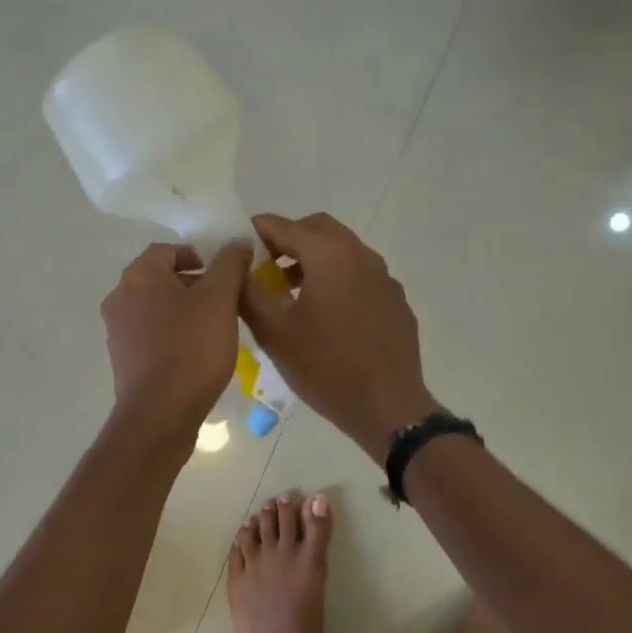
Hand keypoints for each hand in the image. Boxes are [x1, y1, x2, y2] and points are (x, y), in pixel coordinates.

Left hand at [101, 240, 251, 435]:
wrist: (160, 413)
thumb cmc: (192, 349)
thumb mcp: (220, 300)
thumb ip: (229, 265)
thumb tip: (237, 242)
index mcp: (139, 276)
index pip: (167, 250)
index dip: (198, 256)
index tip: (223, 275)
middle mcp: (120, 297)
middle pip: (160, 279)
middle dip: (193, 286)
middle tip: (224, 302)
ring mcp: (117, 331)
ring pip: (154, 309)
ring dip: (182, 312)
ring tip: (213, 329)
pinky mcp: (122, 360)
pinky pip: (149, 336)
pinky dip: (171, 336)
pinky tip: (194, 354)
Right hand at [240, 212, 438, 461]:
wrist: (387, 405)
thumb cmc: (325, 367)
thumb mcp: (275, 332)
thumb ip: (249, 293)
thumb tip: (236, 268)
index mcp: (329, 255)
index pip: (285, 226)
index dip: (257, 230)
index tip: (237, 244)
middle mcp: (361, 255)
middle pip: (319, 228)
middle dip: (288, 239)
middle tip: (265, 264)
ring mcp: (384, 278)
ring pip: (343, 251)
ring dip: (313, 259)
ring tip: (290, 290)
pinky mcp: (395, 301)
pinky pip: (361, 276)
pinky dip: (337, 279)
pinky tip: (326, 315)